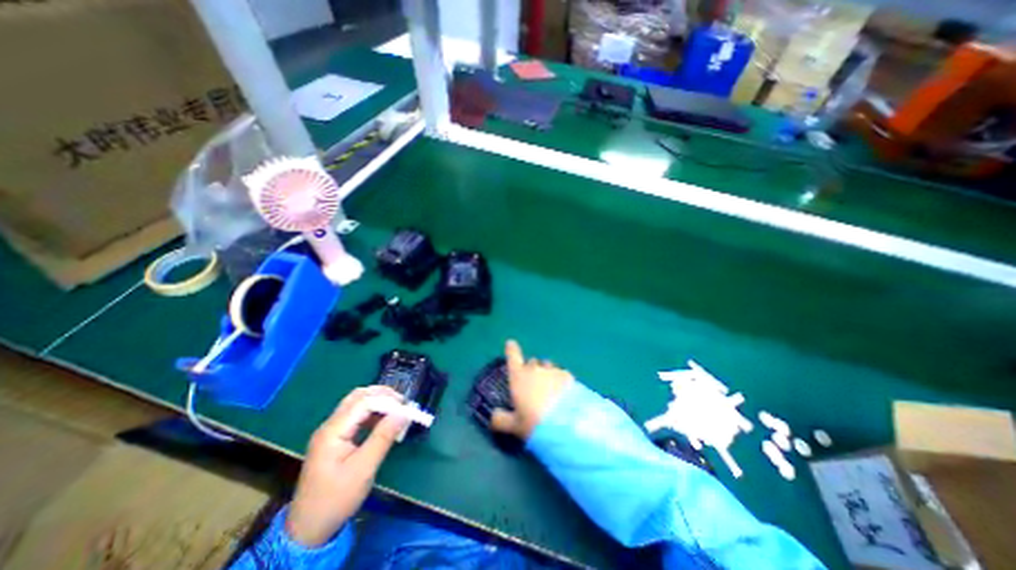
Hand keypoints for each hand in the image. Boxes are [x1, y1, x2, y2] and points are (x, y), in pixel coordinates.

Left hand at [286, 386, 406, 545]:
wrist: (308, 530)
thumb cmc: (336, 499)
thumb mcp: (364, 469)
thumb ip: (383, 437)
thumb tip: (404, 413)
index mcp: (332, 431)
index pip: (363, 402)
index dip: (387, 401)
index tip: (407, 407)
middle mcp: (330, 426)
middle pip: (358, 397)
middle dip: (383, 396)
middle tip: (403, 404)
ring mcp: (331, 432)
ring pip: (357, 404)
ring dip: (379, 403)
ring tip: (397, 411)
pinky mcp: (335, 439)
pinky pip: (356, 416)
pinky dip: (373, 414)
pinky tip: (384, 422)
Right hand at [489, 340, 568, 437]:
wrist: (565, 424)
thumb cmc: (534, 423)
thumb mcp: (514, 426)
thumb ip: (501, 419)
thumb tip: (494, 415)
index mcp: (519, 377)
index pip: (512, 356)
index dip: (511, 349)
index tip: (510, 343)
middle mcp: (534, 369)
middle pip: (531, 362)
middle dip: (531, 369)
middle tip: (533, 385)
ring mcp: (552, 370)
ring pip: (547, 366)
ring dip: (546, 373)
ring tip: (549, 388)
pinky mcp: (567, 375)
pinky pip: (561, 373)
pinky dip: (559, 380)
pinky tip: (564, 393)